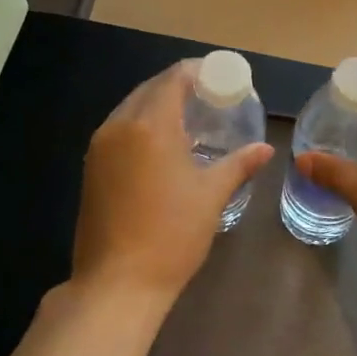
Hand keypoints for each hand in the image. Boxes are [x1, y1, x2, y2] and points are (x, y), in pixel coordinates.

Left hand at [69, 61, 272, 314]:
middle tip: (209, 95)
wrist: (117, 284)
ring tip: (190, 117)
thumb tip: (265, 149)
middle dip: (178, 86)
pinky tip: (163, 144)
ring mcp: (99, 147)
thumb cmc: (171, 235)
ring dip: (158, 104)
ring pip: (131, 108)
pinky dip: (142, 125)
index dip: (197, 71)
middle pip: (150, 89)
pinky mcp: (91, 168)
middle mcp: (119, 126)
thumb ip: (239, 164)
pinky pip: (119, 130)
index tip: (220, 76)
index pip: (173, 79)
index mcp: (150, 125)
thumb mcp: (212, 196)